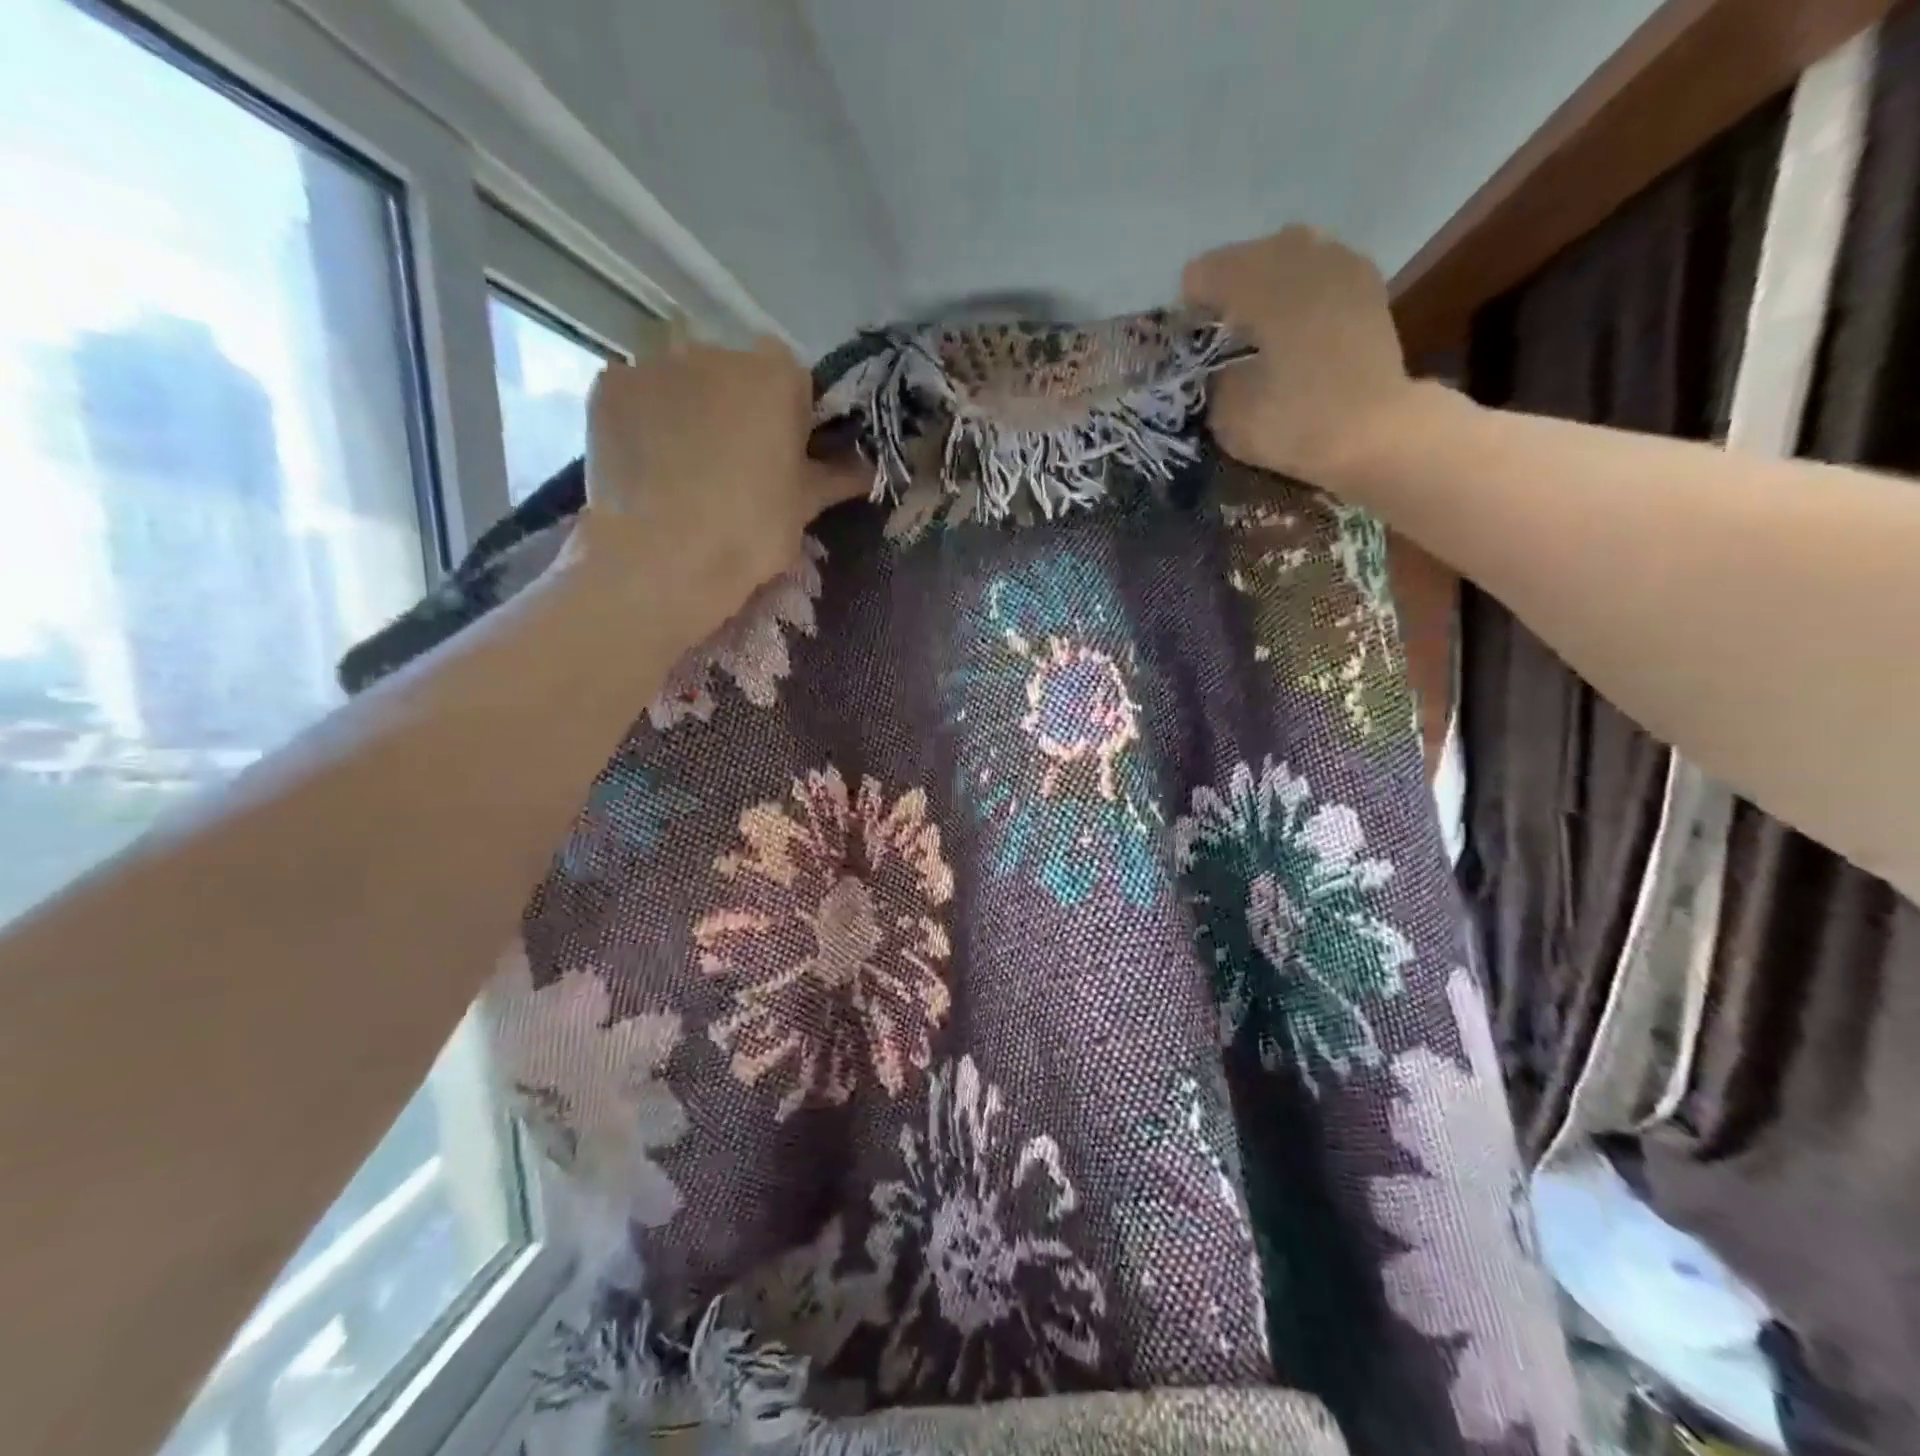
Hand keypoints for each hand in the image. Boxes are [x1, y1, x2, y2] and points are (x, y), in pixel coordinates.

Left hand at [571, 336, 867, 634]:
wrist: (663, 558)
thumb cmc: (750, 531)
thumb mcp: (805, 506)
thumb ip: (838, 475)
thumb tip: (869, 466)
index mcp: (775, 373)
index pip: (793, 379)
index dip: (791, 416)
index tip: (785, 455)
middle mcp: (716, 351)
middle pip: (735, 374)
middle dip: (738, 408)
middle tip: (735, 467)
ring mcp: (656, 363)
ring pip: (684, 383)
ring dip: (690, 412)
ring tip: (685, 470)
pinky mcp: (609, 387)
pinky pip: (639, 397)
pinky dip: (646, 422)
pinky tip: (649, 466)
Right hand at [1183, 227, 1414, 482]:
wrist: (1376, 432)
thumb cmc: (1296, 423)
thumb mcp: (1228, 414)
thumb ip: (1212, 376)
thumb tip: (1215, 363)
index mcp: (1261, 284)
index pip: (1205, 273)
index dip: (1190, 304)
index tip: (1188, 337)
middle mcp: (1301, 258)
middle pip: (1247, 254)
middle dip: (1228, 286)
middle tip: (1219, 327)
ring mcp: (1340, 263)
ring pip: (1287, 252)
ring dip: (1266, 279)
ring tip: (1258, 319)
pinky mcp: (1366, 283)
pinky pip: (1320, 266)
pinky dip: (1300, 286)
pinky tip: (1295, 319)